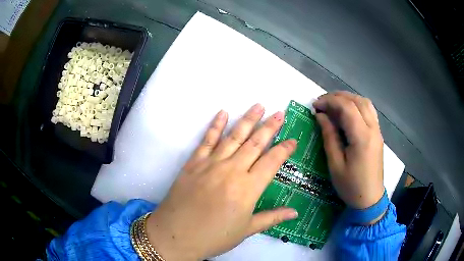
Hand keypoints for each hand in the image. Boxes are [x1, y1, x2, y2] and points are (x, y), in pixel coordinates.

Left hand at [146, 104, 297, 260]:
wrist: (176, 235)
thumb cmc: (214, 237)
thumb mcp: (246, 230)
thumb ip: (272, 218)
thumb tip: (294, 212)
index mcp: (248, 189)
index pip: (271, 162)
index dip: (284, 149)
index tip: (293, 139)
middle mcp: (232, 171)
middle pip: (255, 143)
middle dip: (269, 127)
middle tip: (279, 113)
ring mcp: (211, 164)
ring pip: (233, 137)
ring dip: (247, 120)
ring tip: (258, 106)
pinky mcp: (193, 163)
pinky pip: (207, 140)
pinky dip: (215, 125)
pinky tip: (223, 113)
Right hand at [313, 91, 383, 211]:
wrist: (370, 199)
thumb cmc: (351, 186)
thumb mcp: (335, 164)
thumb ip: (329, 137)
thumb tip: (321, 116)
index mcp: (362, 137)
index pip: (347, 107)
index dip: (329, 101)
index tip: (315, 105)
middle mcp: (373, 129)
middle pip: (357, 100)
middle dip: (337, 97)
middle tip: (322, 103)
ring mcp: (377, 130)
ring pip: (365, 103)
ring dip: (348, 99)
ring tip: (334, 105)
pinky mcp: (378, 134)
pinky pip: (369, 111)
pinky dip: (357, 105)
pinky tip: (348, 112)